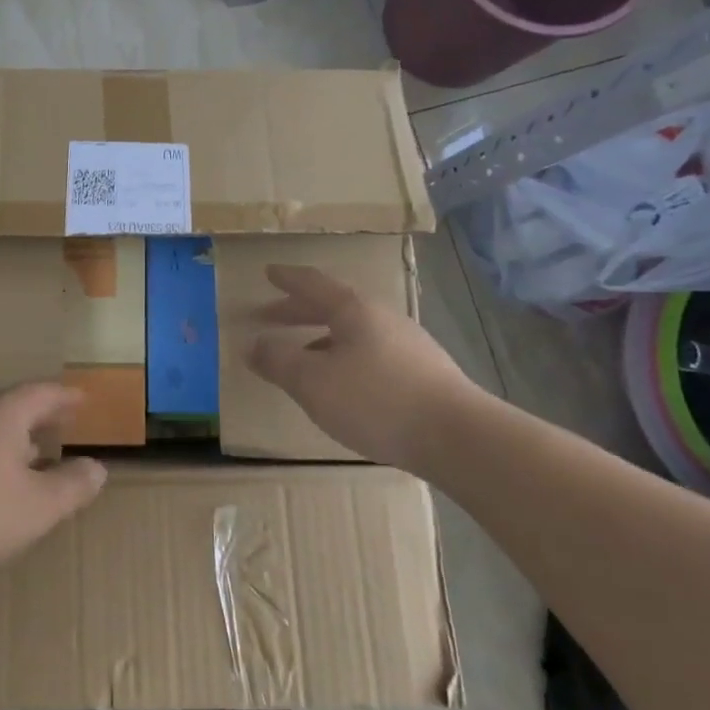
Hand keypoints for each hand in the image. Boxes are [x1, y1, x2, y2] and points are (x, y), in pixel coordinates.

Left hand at [0, 383, 107, 578]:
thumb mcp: (37, 507)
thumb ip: (72, 486)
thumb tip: (97, 467)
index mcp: (2, 413)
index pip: (42, 393)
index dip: (65, 397)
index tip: (82, 400)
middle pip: (10, 404)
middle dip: (37, 416)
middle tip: (57, 424)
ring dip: (7, 435)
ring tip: (24, 453)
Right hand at [247, 264, 483, 474]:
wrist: (457, 437)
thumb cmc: (375, 399)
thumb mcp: (312, 381)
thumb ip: (278, 361)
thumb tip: (252, 345)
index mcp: (354, 310)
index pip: (314, 284)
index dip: (288, 279)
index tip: (269, 272)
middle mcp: (383, 318)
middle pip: (334, 306)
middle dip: (298, 311)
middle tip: (269, 316)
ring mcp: (408, 345)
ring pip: (354, 331)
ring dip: (321, 337)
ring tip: (301, 355)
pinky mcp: (423, 373)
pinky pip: (371, 353)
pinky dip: (344, 357)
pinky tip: (341, 384)